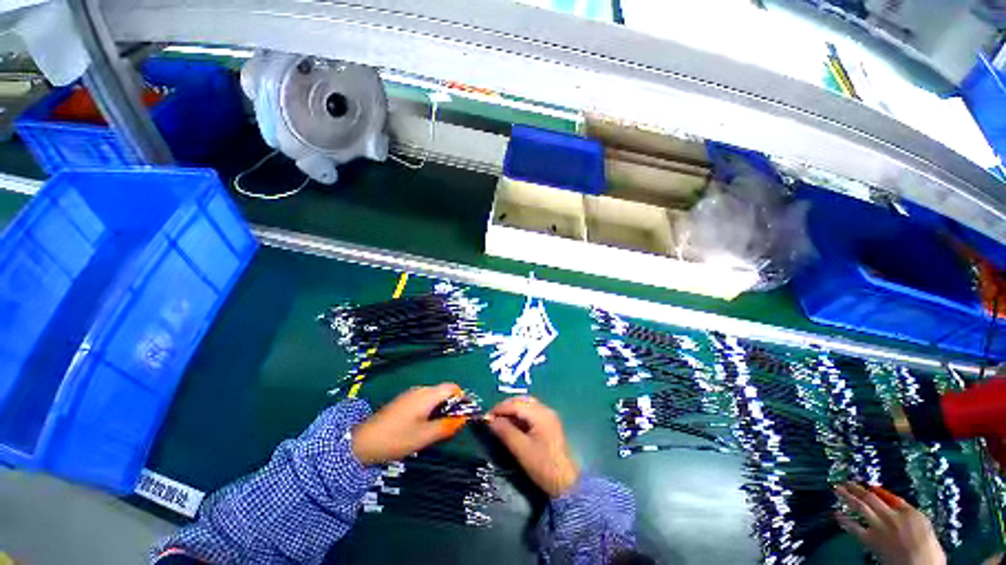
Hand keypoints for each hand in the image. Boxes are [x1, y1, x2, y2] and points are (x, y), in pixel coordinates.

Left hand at [352, 383, 467, 464]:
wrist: (363, 442)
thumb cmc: (397, 438)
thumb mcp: (424, 436)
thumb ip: (446, 426)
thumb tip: (463, 419)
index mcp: (427, 395)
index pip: (452, 387)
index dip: (461, 398)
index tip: (463, 415)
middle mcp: (420, 390)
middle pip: (443, 391)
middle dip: (450, 406)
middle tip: (449, 426)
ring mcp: (410, 394)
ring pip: (434, 397)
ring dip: (440, 409)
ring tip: (435, 429)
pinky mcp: (403, 401)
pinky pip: (424, 401)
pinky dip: (429, 410)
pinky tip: (422, 426)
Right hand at [488, 396, 578, 497]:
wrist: (565, 483)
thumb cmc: (543, 466)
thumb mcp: (521, 450)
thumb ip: (505, 432)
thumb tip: (490, 420)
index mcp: (540, 414)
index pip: (516, 404)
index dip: (500, 408)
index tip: (486, 416)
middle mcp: (545, 410)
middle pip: (522, 400)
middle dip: (506, 406)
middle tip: (492, 417)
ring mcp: (548, 416)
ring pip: (526, 405)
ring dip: (512, 409)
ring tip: (500, 420)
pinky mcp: (549, 423)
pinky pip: (531, 412)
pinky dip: (520, 415)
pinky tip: (512, 424)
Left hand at [835, 483, 945, 564]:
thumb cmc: (930, 552)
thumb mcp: (925, 528)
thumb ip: (910, 515)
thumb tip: (896, 506)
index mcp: (910, 512)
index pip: (891, 498)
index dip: (879, 491)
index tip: (869, 486)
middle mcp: (893, 516)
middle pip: (872, 498)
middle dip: (858, 488)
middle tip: (846, 481)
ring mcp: (880, 527)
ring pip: (861, 506)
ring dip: (848, 496)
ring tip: (837, 489)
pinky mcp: (872, 540)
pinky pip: (854, 528)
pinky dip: (844, 521)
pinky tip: (836, 515)